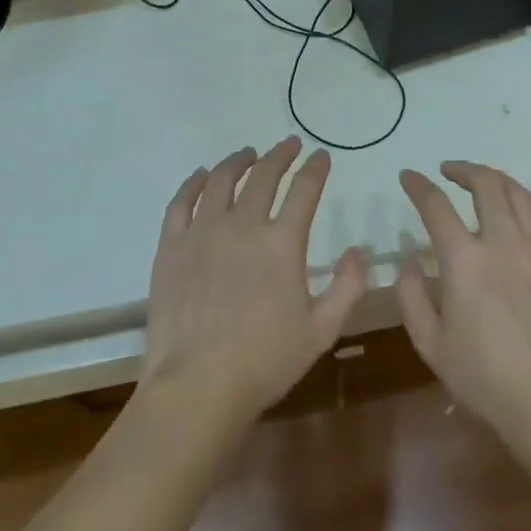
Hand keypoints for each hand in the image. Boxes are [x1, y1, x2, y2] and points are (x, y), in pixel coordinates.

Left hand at [141, 138, 368, 429]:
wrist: (196, 386)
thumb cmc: (264, 362)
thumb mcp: (321, 331)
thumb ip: (347, 288)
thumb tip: (358, 251)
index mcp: (282, 242)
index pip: (305, 189)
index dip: (316, 168)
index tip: (321, 155)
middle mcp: (243, 224)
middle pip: (263, 175)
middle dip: (281, 154)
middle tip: (289, 144)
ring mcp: (203, 231)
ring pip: (221, 179)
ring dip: (238, 161)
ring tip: (248, 154)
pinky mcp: (171, 245)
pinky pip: (181, 201)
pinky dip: (193, 182)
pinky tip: (201, 175)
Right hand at [396, 162, 530, 448]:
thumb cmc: (486, 380)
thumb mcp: (431, 345)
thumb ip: (411, 296)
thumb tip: (409, 260)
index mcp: (464, 261)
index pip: (435, 205)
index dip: (418, 185)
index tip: (408, 177)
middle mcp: (504, 242)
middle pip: (485, 183)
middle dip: (462, 169)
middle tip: (449, 171)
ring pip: (520, 193)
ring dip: (496, 180)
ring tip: (483, 182)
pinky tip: (523, 206)